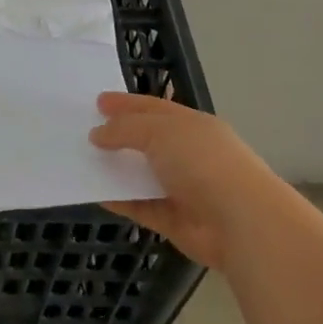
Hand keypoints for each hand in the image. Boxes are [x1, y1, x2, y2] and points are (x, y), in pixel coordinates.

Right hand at [90, 92, 281, 270]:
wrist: (239, 221)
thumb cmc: (202, 162)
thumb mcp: (159, 132)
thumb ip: (125, 129)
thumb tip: (97, 134)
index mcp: (191, 125)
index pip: (153, 108)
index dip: (126, 104)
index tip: (98, 102)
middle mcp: (188, 153)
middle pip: (147, 140)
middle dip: (119, 136)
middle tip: (85, 132)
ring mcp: (182, 188)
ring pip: (142, 174)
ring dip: (117, 169)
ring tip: (83, 161)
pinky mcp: (174, 220)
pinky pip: (140, 206)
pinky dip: (119, 200)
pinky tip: (95, 193)